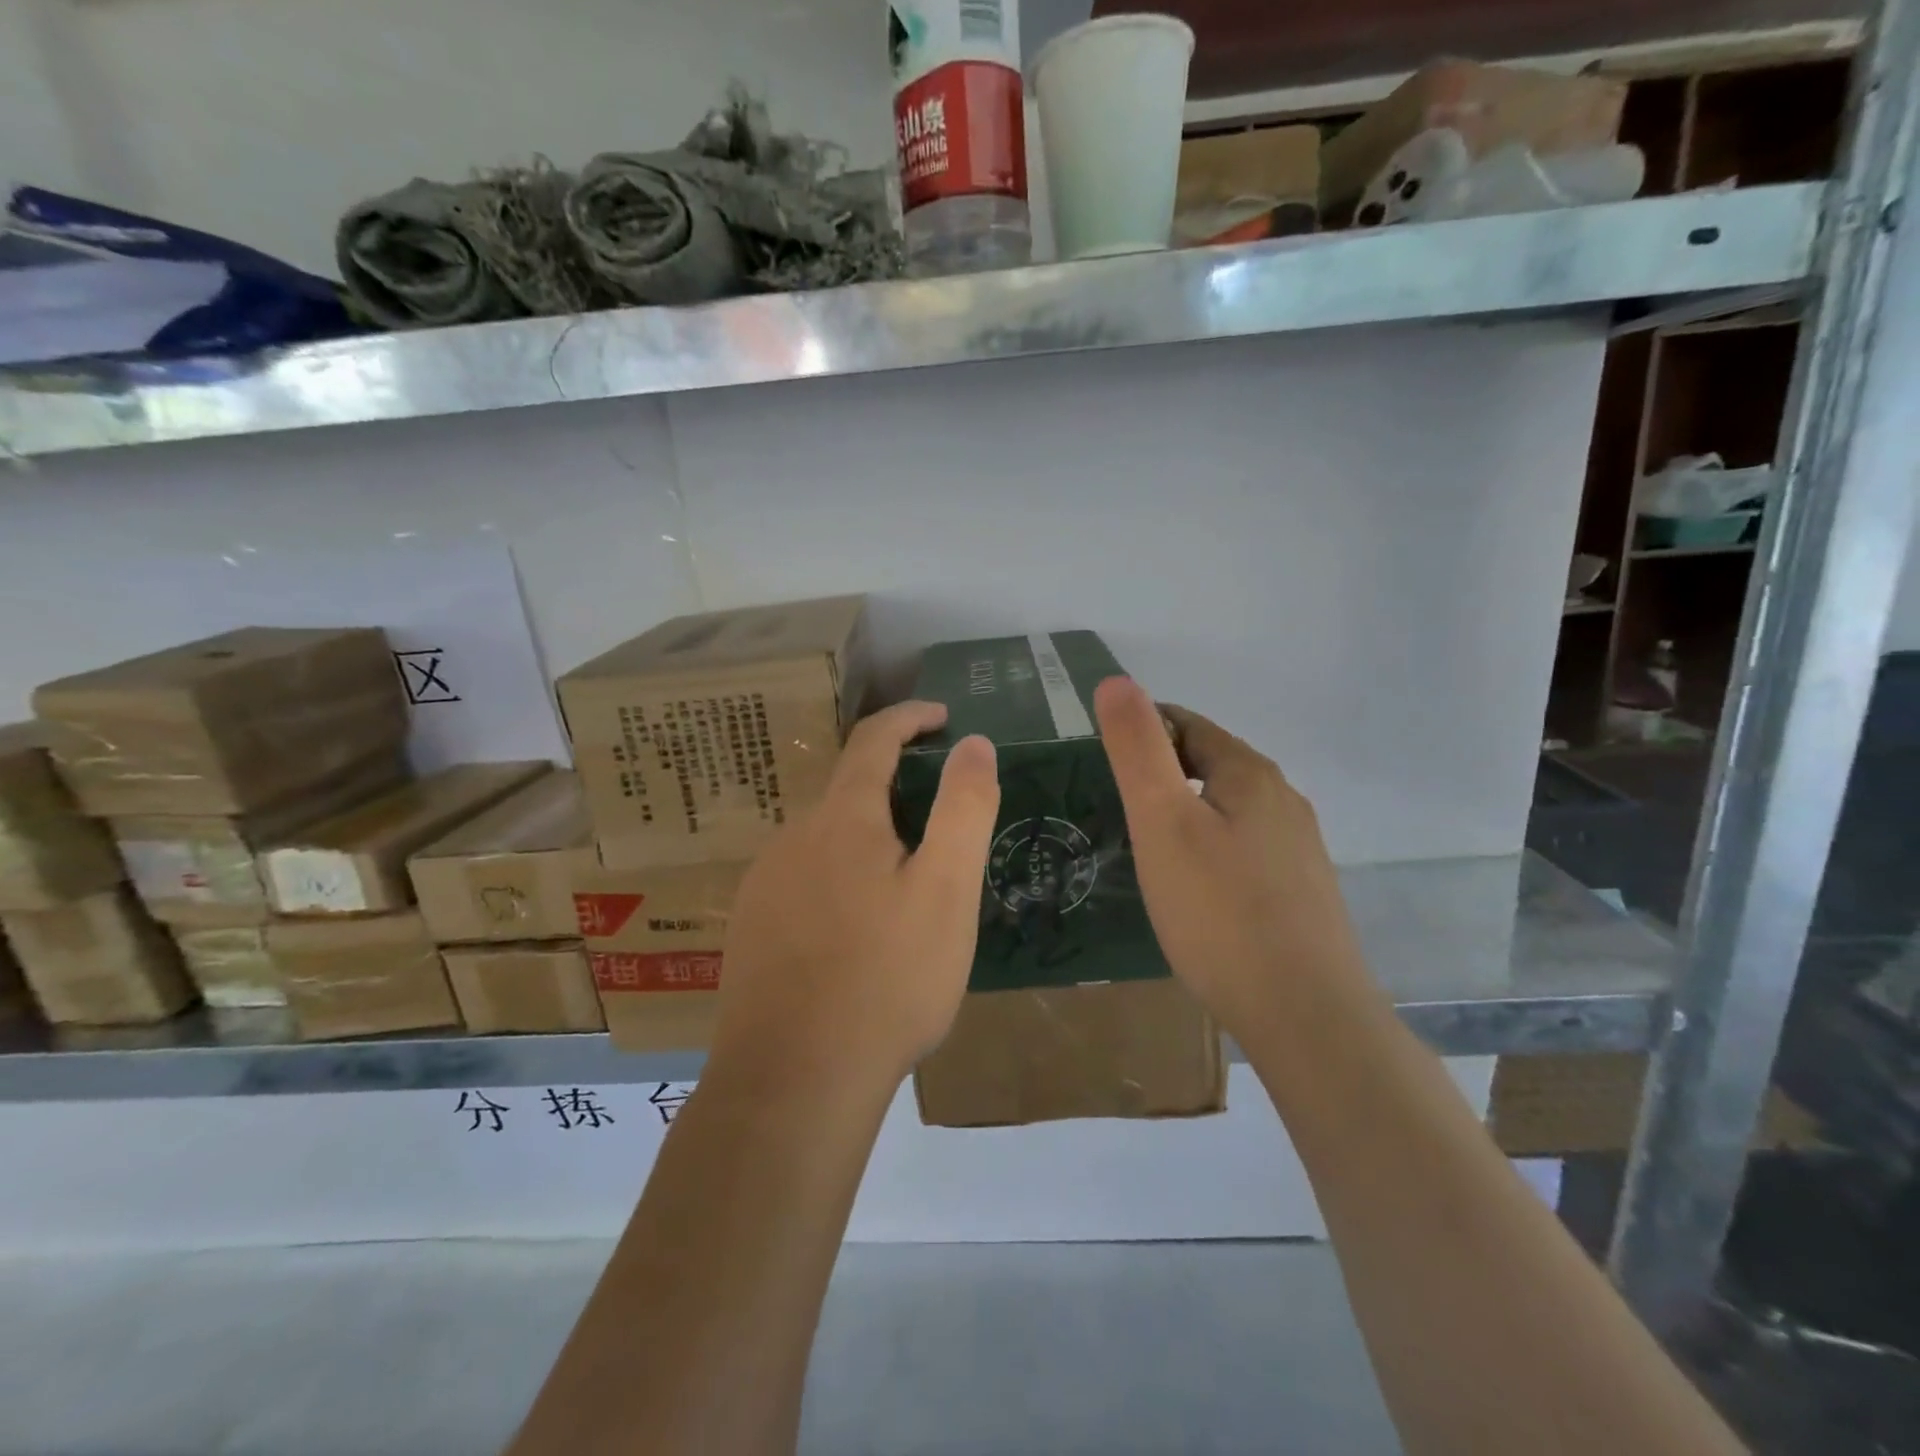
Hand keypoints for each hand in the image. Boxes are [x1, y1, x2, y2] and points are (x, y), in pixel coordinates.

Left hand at [714, 701, 1000, 1087]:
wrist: (793, 1080)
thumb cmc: (887, 979)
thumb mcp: (947, 890)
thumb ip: (963, 808)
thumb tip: (973, 743)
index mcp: (842, 819)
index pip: (873, 739)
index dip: (910, 719)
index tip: (943, 717)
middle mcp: (794, 837)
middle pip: (849, 793)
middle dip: (897, 793)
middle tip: (943, 832)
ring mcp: (765, 884)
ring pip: (827, 841)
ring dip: (868, 844)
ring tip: (908, 893)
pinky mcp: (752, 927)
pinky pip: (805, 881)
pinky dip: (840, 882)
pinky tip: (857, 934)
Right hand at [1093, 676, 1368, 1043]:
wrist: (1304, 1015)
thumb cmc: (1219, 911)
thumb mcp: (1163, 821)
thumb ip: (1137, 749)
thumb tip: (1117, 681)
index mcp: (1250, 774)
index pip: (1187, 724)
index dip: (1142, 729)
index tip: (1102, 757)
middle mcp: (1283, 801)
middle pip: (1212, 763)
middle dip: (1164, 770)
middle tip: (1116, 802)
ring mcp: (1298, 849)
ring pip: (1229, 808)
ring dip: (1188, 810)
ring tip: (1148, 844)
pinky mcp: (1301, 892)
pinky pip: (1245, 848)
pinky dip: (1211, 847)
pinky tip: (1194, 887)